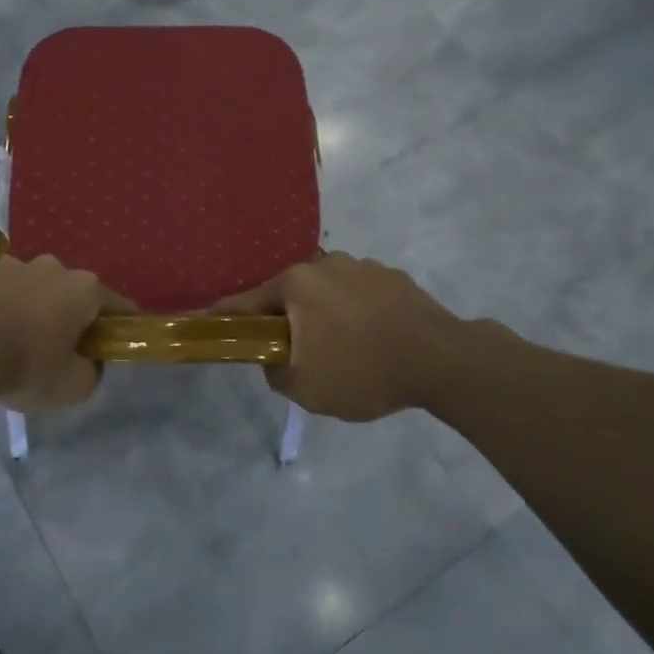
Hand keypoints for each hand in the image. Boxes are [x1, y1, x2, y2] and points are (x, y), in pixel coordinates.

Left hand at [0, 255, 125, 408]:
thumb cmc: (30, 363)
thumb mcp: (75, 386)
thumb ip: (92, 373)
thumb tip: (89, 364)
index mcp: (86, 288)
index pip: (119, 306)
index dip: (123, 327)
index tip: (119, 344)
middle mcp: (56, 267)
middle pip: (76, 294)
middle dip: (76, 317)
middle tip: (68, 350)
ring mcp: (19, 266)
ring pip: (41, 290)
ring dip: (41, 310)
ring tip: (28, 342)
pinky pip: (10, 294)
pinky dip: (12, 309)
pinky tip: (1, 335)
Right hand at [212, 252, 459, 421]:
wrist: (443, 361)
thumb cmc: (363, 372)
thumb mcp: (306, 389)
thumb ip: (276, 373)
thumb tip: (274, 360)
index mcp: (296, 284)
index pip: (246, 301)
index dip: (226, 316)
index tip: (211, 323)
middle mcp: (325, 264)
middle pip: (289, 294)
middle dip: (285, 320)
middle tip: (293, 352)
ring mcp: (362, 267)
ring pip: (326, 292)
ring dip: (324, 314)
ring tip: (342, 349)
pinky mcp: (393, 277)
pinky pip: (359, 295)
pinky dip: (356, 313)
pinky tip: (372, 339)